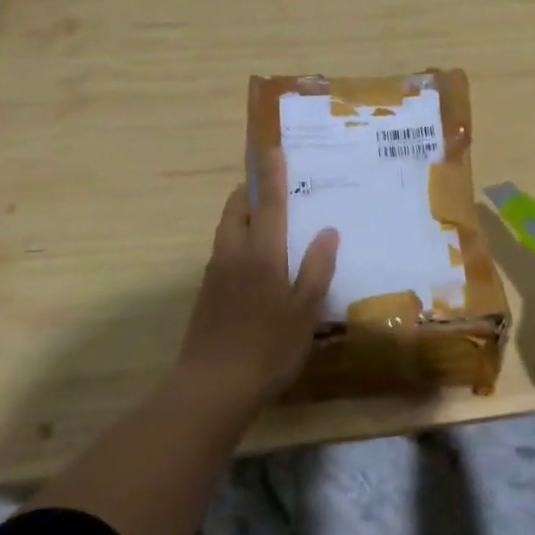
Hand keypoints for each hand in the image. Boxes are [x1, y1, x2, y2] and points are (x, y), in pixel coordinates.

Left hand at [172, 152, 339, 406]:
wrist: (212, 387)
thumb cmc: (268, 348)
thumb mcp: (305, 311)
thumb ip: (317, 268)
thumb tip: (328, 231)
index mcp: (262, 254)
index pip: (269, 203)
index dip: (272, 174)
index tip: (272, 148)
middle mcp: (233, 254)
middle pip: (237, 208)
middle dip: (251, 189)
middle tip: (272, 183)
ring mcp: (215, 273)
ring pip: (227, 229)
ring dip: (243, 213)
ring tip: (266, 216)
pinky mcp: (206, 293)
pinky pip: (224, 250)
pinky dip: (238, 239)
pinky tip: (254, 260)